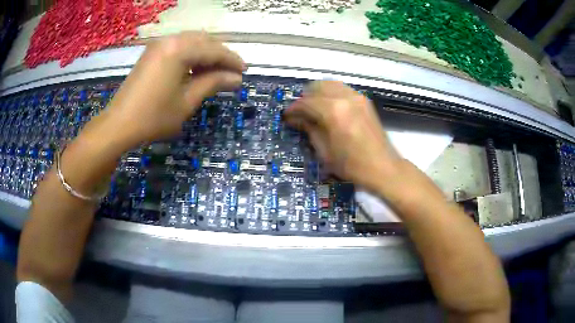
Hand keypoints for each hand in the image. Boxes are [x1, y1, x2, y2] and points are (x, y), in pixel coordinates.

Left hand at [99, 31, 245, 146]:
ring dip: (206, 54)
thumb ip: (213, 83)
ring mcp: (159, 45)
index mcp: (180, 49)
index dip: (232, 60)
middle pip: (204, 40)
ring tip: (216, 72)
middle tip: (231, 72)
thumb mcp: (187, 101)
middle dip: (220, 55)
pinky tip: (195, 69)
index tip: (245, 72)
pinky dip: (191, 55)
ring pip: (192, 41)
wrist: (118, 124)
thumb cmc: (154, 116)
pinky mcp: (152, 52)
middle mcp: (170, 40)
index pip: (215, 50)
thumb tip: (237, 78)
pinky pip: (179, 46)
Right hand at [284, 81, 399, 189]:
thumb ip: (309, 129)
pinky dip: (332, 94)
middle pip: (318, 86)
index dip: (294, 108)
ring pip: (331, 84)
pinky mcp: (364, 100)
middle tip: (300, 112)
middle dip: (306, 97)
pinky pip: (343, 90)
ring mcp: (357, 97)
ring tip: (314, 109)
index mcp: (333, 111)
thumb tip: (295, 118)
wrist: (382, 167)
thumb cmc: (351, 165)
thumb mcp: (324, 150)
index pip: (306, 102)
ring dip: (319, 93)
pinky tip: (330, 108)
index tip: (287, 115)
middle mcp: (345, 97)